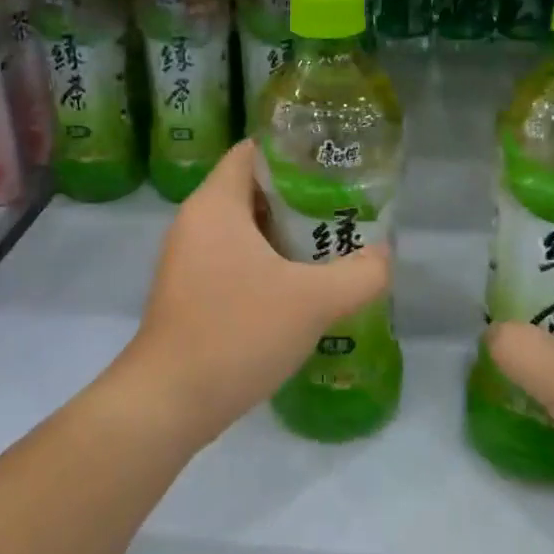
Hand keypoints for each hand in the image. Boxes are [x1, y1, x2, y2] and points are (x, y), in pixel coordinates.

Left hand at [125, 141, 390, 445]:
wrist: (169, 402)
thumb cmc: (238, 332)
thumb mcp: (313, 301)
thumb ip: (361, 274)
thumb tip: (384, 255)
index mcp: (216, 204)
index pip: (253, 151)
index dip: (295, 151)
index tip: (335, 165)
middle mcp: (195, 222)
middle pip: (253, 189)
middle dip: (300, 197)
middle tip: (345, 208)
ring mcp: (188, 259)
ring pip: (245, 229)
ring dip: (286, 235)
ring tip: (332, 245)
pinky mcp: (189, 292)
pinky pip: (234, 260)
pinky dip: (266, 263)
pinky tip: (300, 287)